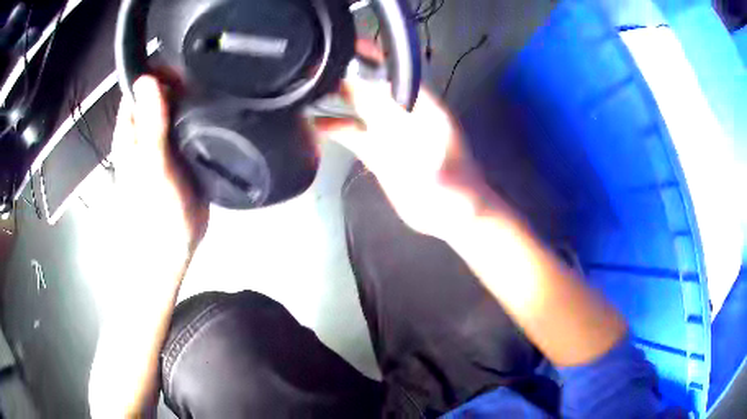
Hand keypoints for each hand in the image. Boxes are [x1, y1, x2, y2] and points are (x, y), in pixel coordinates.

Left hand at [112, 75, 207, 256]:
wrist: (172, 252)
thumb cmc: (156, 215)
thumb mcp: (152, 169)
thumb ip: (150, 126)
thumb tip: (147, 79)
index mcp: (131, 132)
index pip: (141, 85)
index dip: (161, 68)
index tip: (188, 58)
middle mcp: (145, 132)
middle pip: (160, 92)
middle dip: (180, 78)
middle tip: (210, 70)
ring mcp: (163, 143)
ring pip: (176, 107)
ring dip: (192, 95)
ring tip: (217, 85)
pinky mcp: (180, 154)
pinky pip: (188, 125)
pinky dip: (199, 115)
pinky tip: (216, 112)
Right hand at [316, 70, 495, 240]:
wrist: (449, 215)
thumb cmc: (455, 191)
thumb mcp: (443, 171)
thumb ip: (421, 145)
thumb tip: (404, 129)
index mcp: (420, 109)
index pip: (394, 75)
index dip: (372, 58)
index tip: (347, 44)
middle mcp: (401, 115)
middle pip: (370, 86)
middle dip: (345, 71)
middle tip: (314, 62)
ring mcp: (387, 133)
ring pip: (357, 106)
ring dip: (336, 95)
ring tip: (306, 87)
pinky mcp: (376, 151)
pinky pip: (351, 133)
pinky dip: (334, 126)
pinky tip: (314, 124)